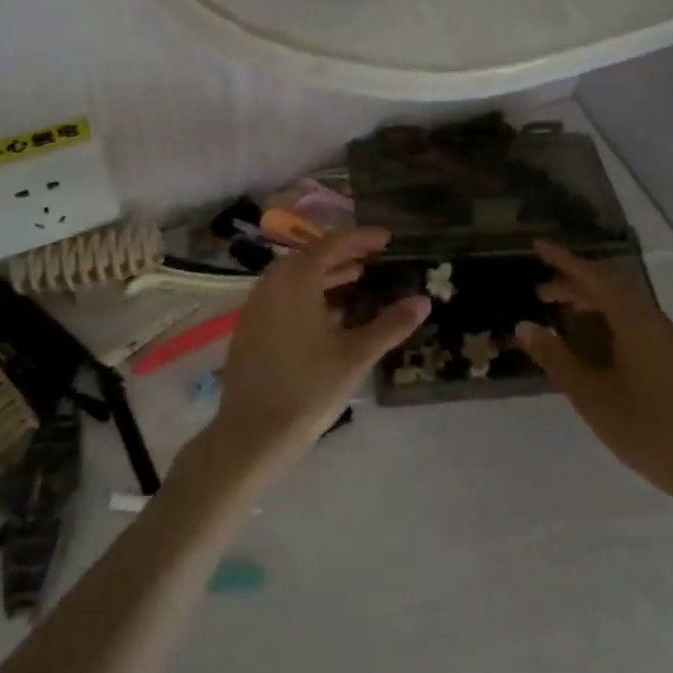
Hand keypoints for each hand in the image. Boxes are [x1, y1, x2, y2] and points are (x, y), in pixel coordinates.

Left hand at [208, 228, 429, 476]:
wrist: (252, 434)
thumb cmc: (309, 388)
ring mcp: (256, 304)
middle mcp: (272, 282)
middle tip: (375, 259)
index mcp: (296, 278)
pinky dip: (308, 294)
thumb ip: (391, 325)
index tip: (387, 239)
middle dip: (344, 254)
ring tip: (357, 281)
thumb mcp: (356, 355)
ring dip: (326, 275)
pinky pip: (282, 296)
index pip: (333, 243)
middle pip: (312, 255)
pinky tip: (329, 315)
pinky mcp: (249, 327)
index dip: (362, 238)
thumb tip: (423, 301)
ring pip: (295, 277)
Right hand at [516, 240, 672, 515]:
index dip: (565, 260)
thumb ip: (556, 358)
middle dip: (575, 282)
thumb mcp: (590, 396)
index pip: (595, 277)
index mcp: (634, 322)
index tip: (539, 246)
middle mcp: (655, 321)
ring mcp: (671, 340)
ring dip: (594, 300)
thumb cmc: (646, 429)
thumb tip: (525, 325)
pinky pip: (639, 321)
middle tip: (543, 293)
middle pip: (612, 285)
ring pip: (627, 303)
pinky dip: (611, 317)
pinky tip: (600, 343)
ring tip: (566, 315)